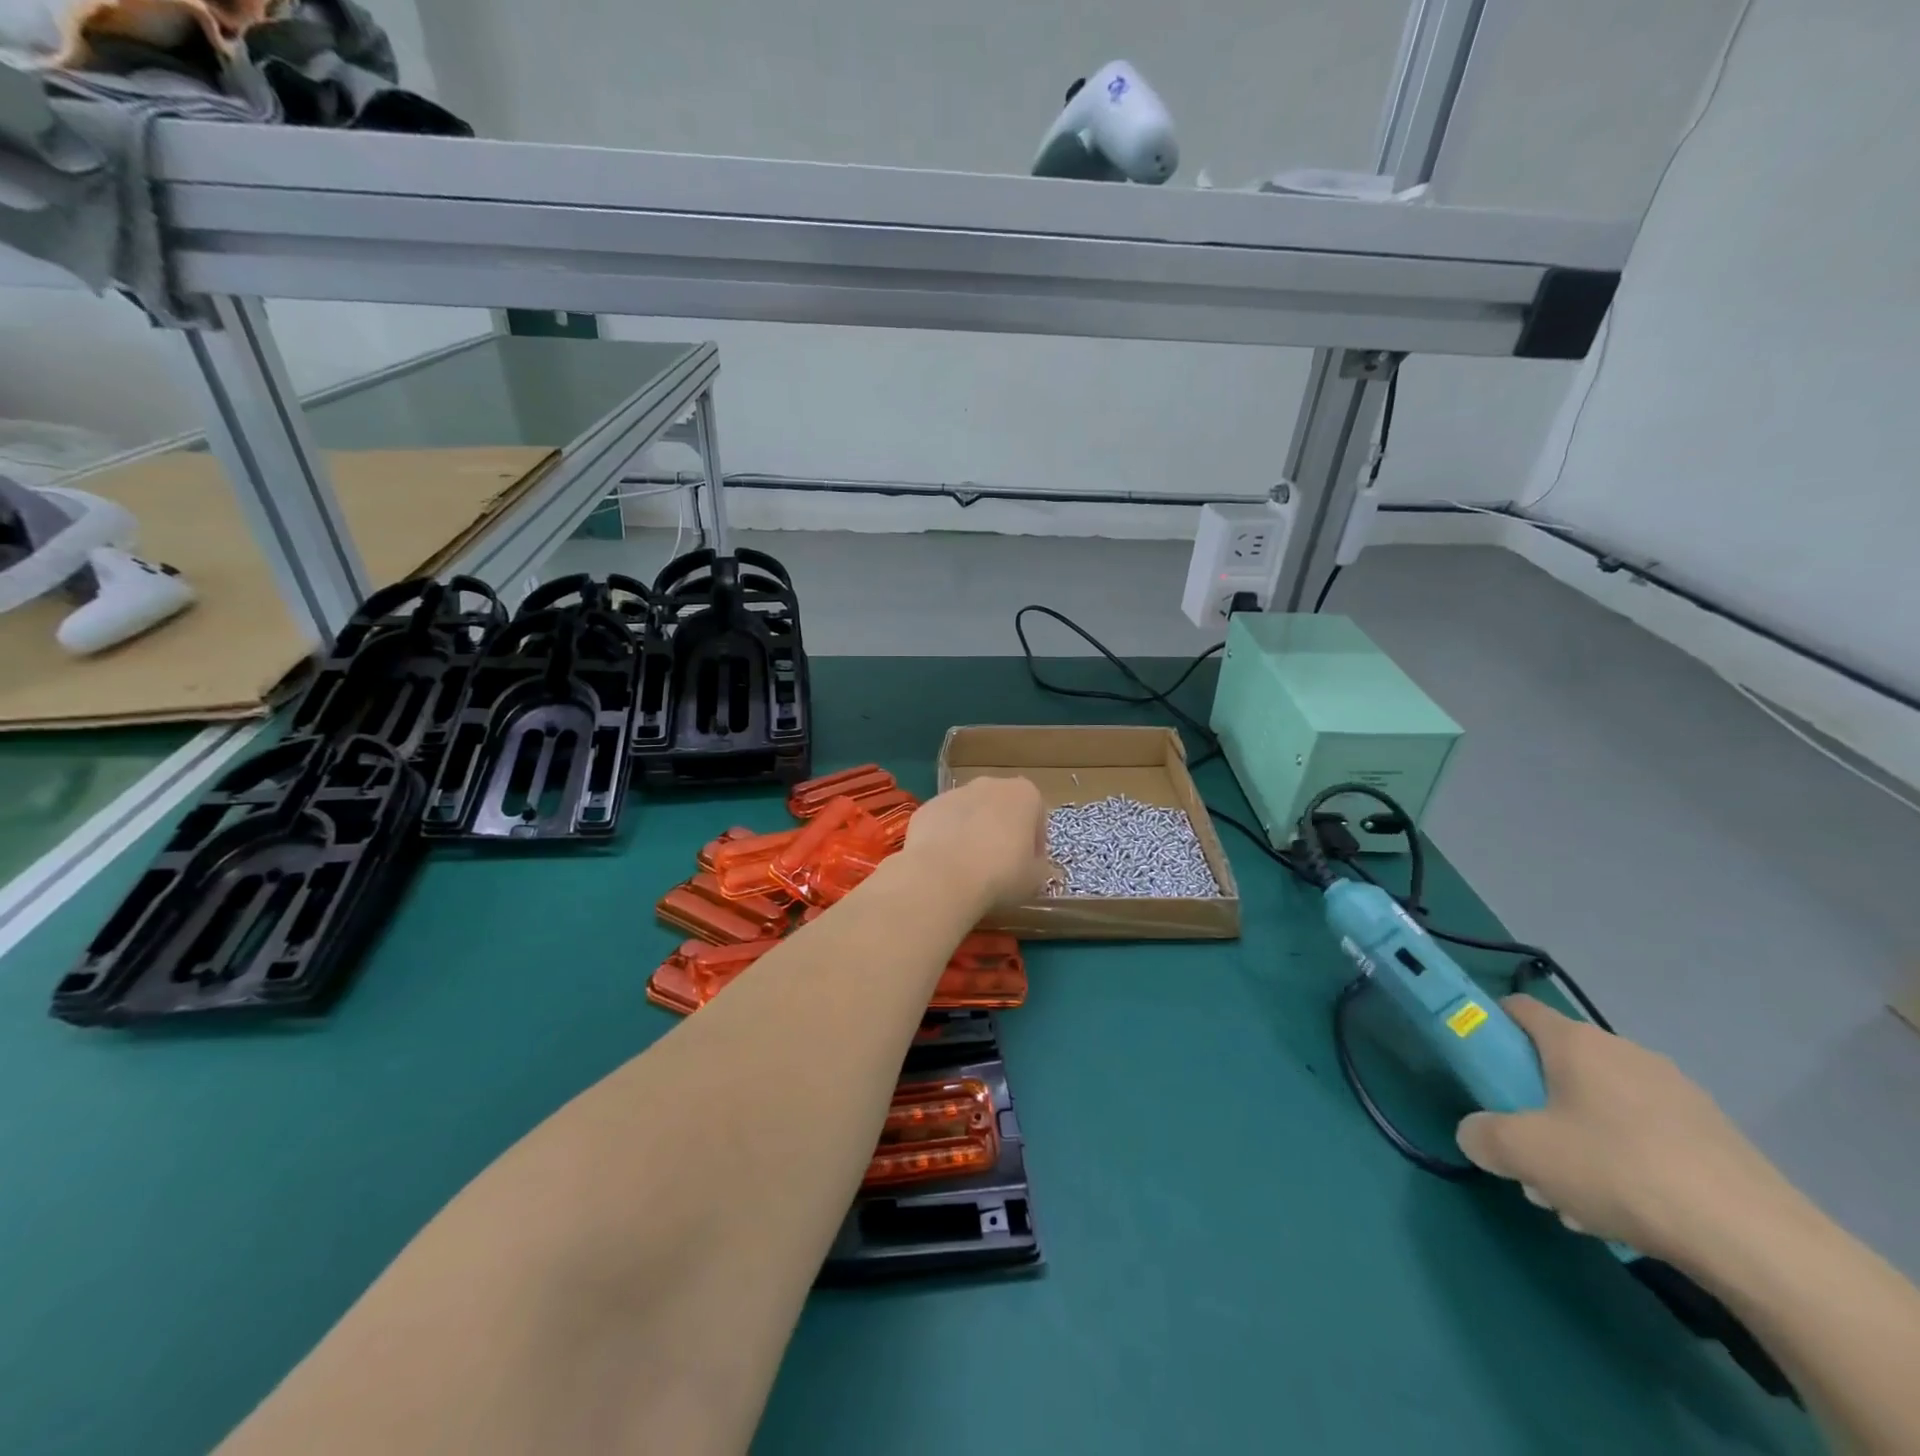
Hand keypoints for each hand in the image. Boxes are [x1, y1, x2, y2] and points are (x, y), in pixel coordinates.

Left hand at [900, 776, 1049, 913]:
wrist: (942, 876)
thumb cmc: (1001, 874)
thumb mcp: (1037, 878)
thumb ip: (1039, 865)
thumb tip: (1033, 864)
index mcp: (1024, 794)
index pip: (1037, 817)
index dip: (1035, 844)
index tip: (1028, 866)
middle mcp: (990, 784)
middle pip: (1002, 808)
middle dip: (1002, 831)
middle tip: (999, 866)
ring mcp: (954, 793)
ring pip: (970, 813)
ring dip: (972, 833)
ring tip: (968, 868)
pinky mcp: (927, 807)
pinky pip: (943, 823)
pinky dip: (945, 839)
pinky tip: (944, 865)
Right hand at [1456, 995, 1791, 1262]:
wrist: (1759, 1242)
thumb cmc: (1620, 1171)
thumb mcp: (1524, 1154)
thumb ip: (1482, 1135)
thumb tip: (1478, 1135)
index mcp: (1577, 1042)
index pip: (1518, 1008)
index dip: (1489, 1027)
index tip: (1479, 1067)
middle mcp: (1625, 1053)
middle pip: (1557, 1065)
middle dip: (1534, 1106)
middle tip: (1528, 1153)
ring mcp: (1676, 1094)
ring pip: (1600, 1105)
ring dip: (1576, 1140)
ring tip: (1576, 1199)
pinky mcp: (1714, 1136)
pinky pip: (1644, 1135)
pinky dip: (1624, 1162)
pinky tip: (1627, 1212)